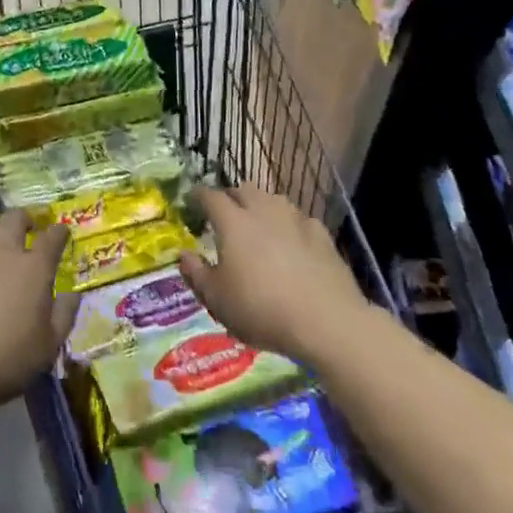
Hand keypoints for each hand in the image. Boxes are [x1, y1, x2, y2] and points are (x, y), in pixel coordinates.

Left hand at [0, 211, 76, 421]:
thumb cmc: (4, 361)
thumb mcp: (47, 347)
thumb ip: (64, 316)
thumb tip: (73, 294)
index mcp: (34, 269)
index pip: (52, 238)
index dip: (59, 232)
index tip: (61, 233)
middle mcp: (2, 249)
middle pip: (15, 218)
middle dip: (24, 218)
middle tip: (25, 227)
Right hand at [178, 186, 371, 364]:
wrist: (328, 322)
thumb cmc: (262, 310)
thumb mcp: (218, 301)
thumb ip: (196, 274)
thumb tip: (184, 255)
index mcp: (233, 222)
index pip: (210, 196)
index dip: (198, 196)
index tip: (192, 200)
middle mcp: (263, 210)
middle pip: (243, 189)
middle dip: (231, 197)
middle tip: (225, 214)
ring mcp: (295, 219)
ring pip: (272, 199)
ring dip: (260, 206)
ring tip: (258, 225)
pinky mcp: (321, 233)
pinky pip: (298, 219)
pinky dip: (289, 225)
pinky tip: (292, 242)